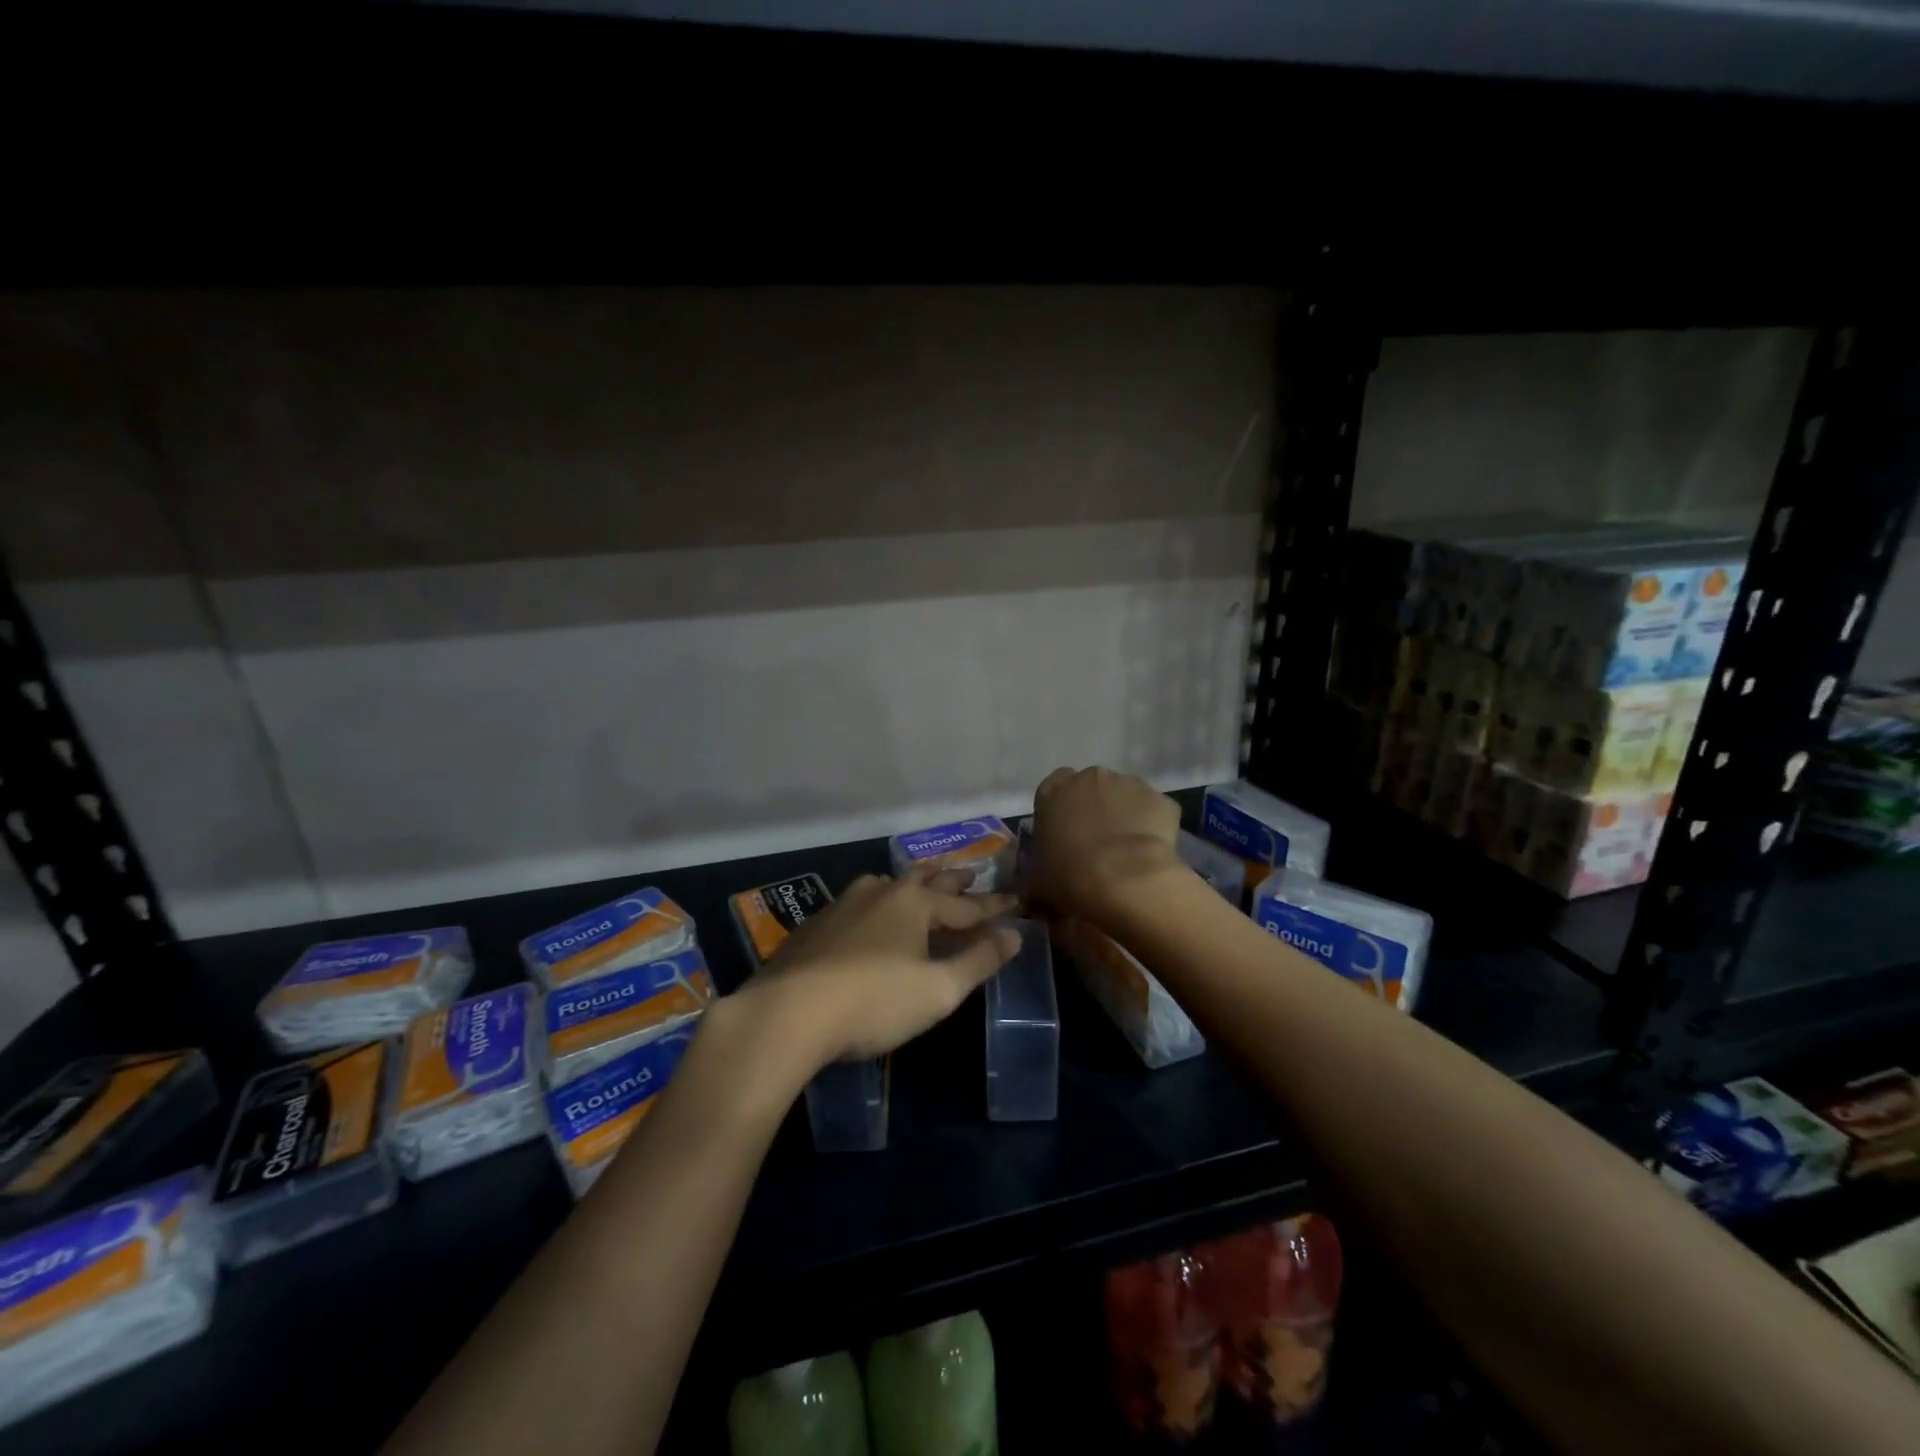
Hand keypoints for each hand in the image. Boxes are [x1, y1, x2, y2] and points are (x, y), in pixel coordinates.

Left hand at [739, 866, 1020, 1076]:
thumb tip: (1014, 934)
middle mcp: (881, 893)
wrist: (787, 1013)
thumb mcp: (939, 990)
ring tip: (923, 882)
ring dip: (913, 884)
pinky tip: (871, 914)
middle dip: (952, 879)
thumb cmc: (874, 1001)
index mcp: (915, 903)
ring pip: (889, 885)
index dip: (994, 906)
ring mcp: (844, 904)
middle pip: (926, 880)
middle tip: (971, 873)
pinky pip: (861, 903)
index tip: (1016, 901)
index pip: (966, 904)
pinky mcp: (817, 924)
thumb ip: (979, 960)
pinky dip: (880, 903)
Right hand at [1029, 765, 1182, 923]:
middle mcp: (1090, 777)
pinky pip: (1154, 812)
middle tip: (1095, 846)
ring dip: (1124, 816)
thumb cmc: (1070, 876)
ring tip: (1126, 854)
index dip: (1060, 814)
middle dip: (1093, 811)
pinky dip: (1152, 828)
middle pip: (1090, 789)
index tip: (1064, 838)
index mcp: (1053, 790)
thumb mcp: (1037, 884)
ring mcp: (1128, 783)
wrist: (1125, 880)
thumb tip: (1034, 898)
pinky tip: (1150, 855)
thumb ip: (1034, 882)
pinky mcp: (1161, 800)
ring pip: (1124, 797)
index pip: (1052, 791)